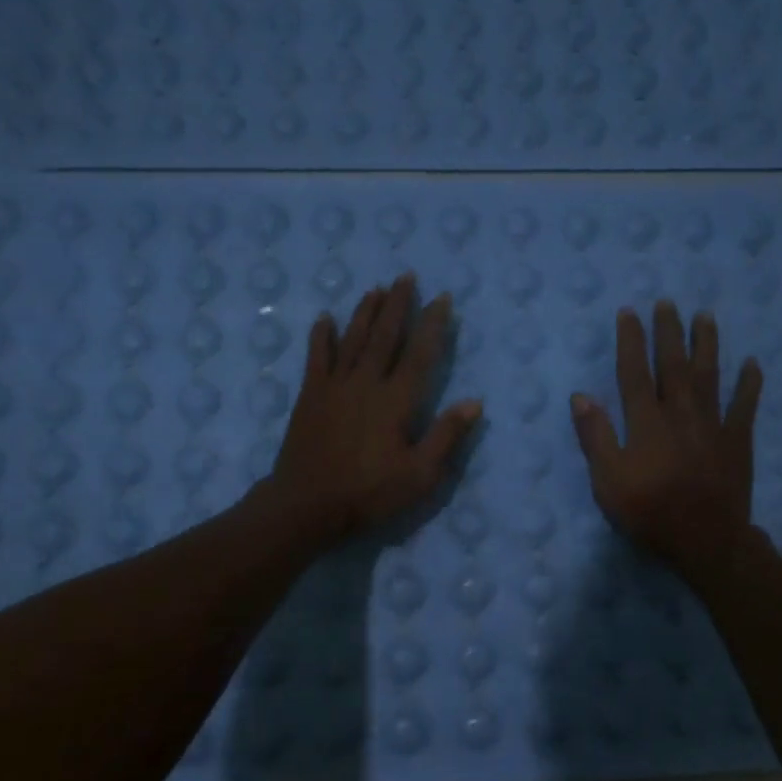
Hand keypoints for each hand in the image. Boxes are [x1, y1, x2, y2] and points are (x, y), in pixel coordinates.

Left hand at [270, 274, 480, 543]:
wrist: (307, 504)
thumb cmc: (369, 493)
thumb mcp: (419, 475)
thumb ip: (446, 436)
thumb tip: (474, 402)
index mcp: (396, 401)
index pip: (420, 354)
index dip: (432, 325)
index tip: (442, 299)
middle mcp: (367, 383)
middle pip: (385, 336)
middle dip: (398, 305)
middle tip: (407, 276)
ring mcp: (335, 386)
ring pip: (353, 339)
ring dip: (366, 312)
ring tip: (377, 288)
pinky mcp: (310, 396)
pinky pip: (317, 357)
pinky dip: (321, 336)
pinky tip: (324, 318)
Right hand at [570, 301, 762, 576]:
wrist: (706, 540)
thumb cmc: (650, 512)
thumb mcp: (608, 481)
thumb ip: (596, 437)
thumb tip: (580, 396)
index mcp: (646, 422)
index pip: (634, 373)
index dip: (631, 341)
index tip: (629, 312)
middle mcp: (680, 413)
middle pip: (674, 365)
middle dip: (669, 332)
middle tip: (668, 302)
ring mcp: (713, 425)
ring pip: (709, 376)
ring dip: (707, 344)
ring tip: (706, 317)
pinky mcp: (737, 441)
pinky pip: (745, 406)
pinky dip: (749, 384)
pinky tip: (752, 364)